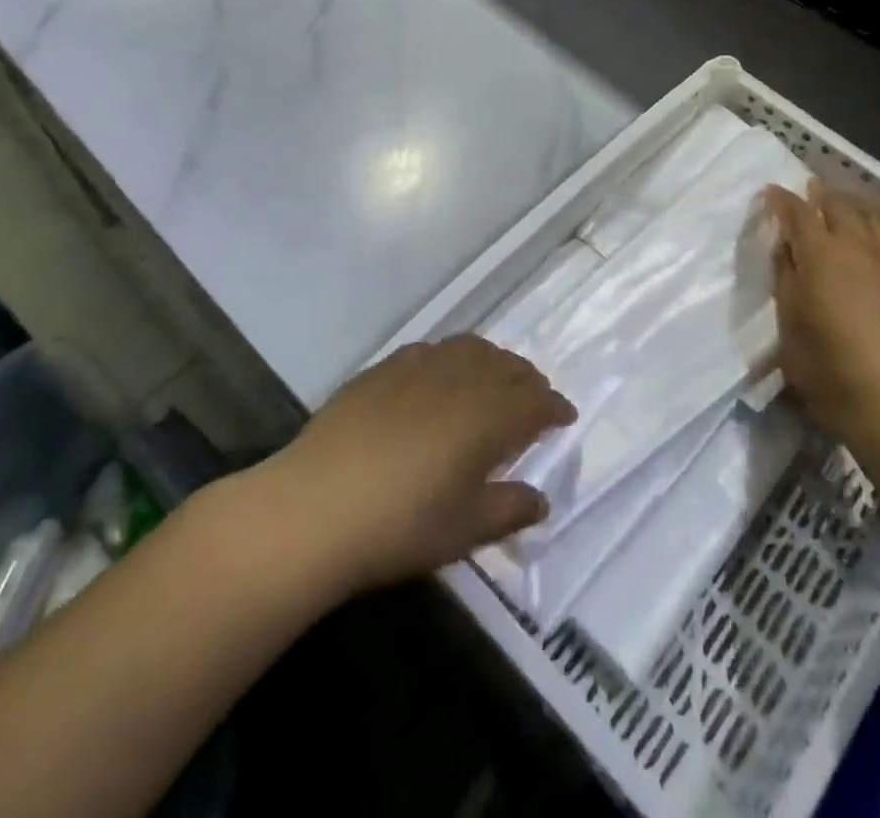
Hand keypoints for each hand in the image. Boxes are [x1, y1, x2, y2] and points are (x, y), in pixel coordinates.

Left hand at [266, 335, 575, 594]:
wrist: (314, 506)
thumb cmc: (400, 525)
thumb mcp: (465, 530)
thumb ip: (510, 509)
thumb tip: (541, 499)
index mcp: (487, 416)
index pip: (535, 402)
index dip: (554, 408)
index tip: (565, 417)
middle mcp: (459, 379)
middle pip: (506, 367)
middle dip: (529, 381)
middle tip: (535, 399)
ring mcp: (419, 367)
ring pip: (470, 349)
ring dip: (493, 362)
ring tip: (495, 380)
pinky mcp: (384, 368)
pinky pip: (432, 349)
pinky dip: (452, 358)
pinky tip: (442, 376)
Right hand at [763, 178, 879, 441]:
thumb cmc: (827, 364)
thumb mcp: (788, 321)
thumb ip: (785, 277)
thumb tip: (786, 247)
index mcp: (819, 253)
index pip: (797, 212)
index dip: (781, 200)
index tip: (770, 193)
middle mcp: (856, 244)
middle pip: (837, 205)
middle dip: (820, 195)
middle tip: (809, 192)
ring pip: (871, 215)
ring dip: (852, 205)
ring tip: (843, 205)